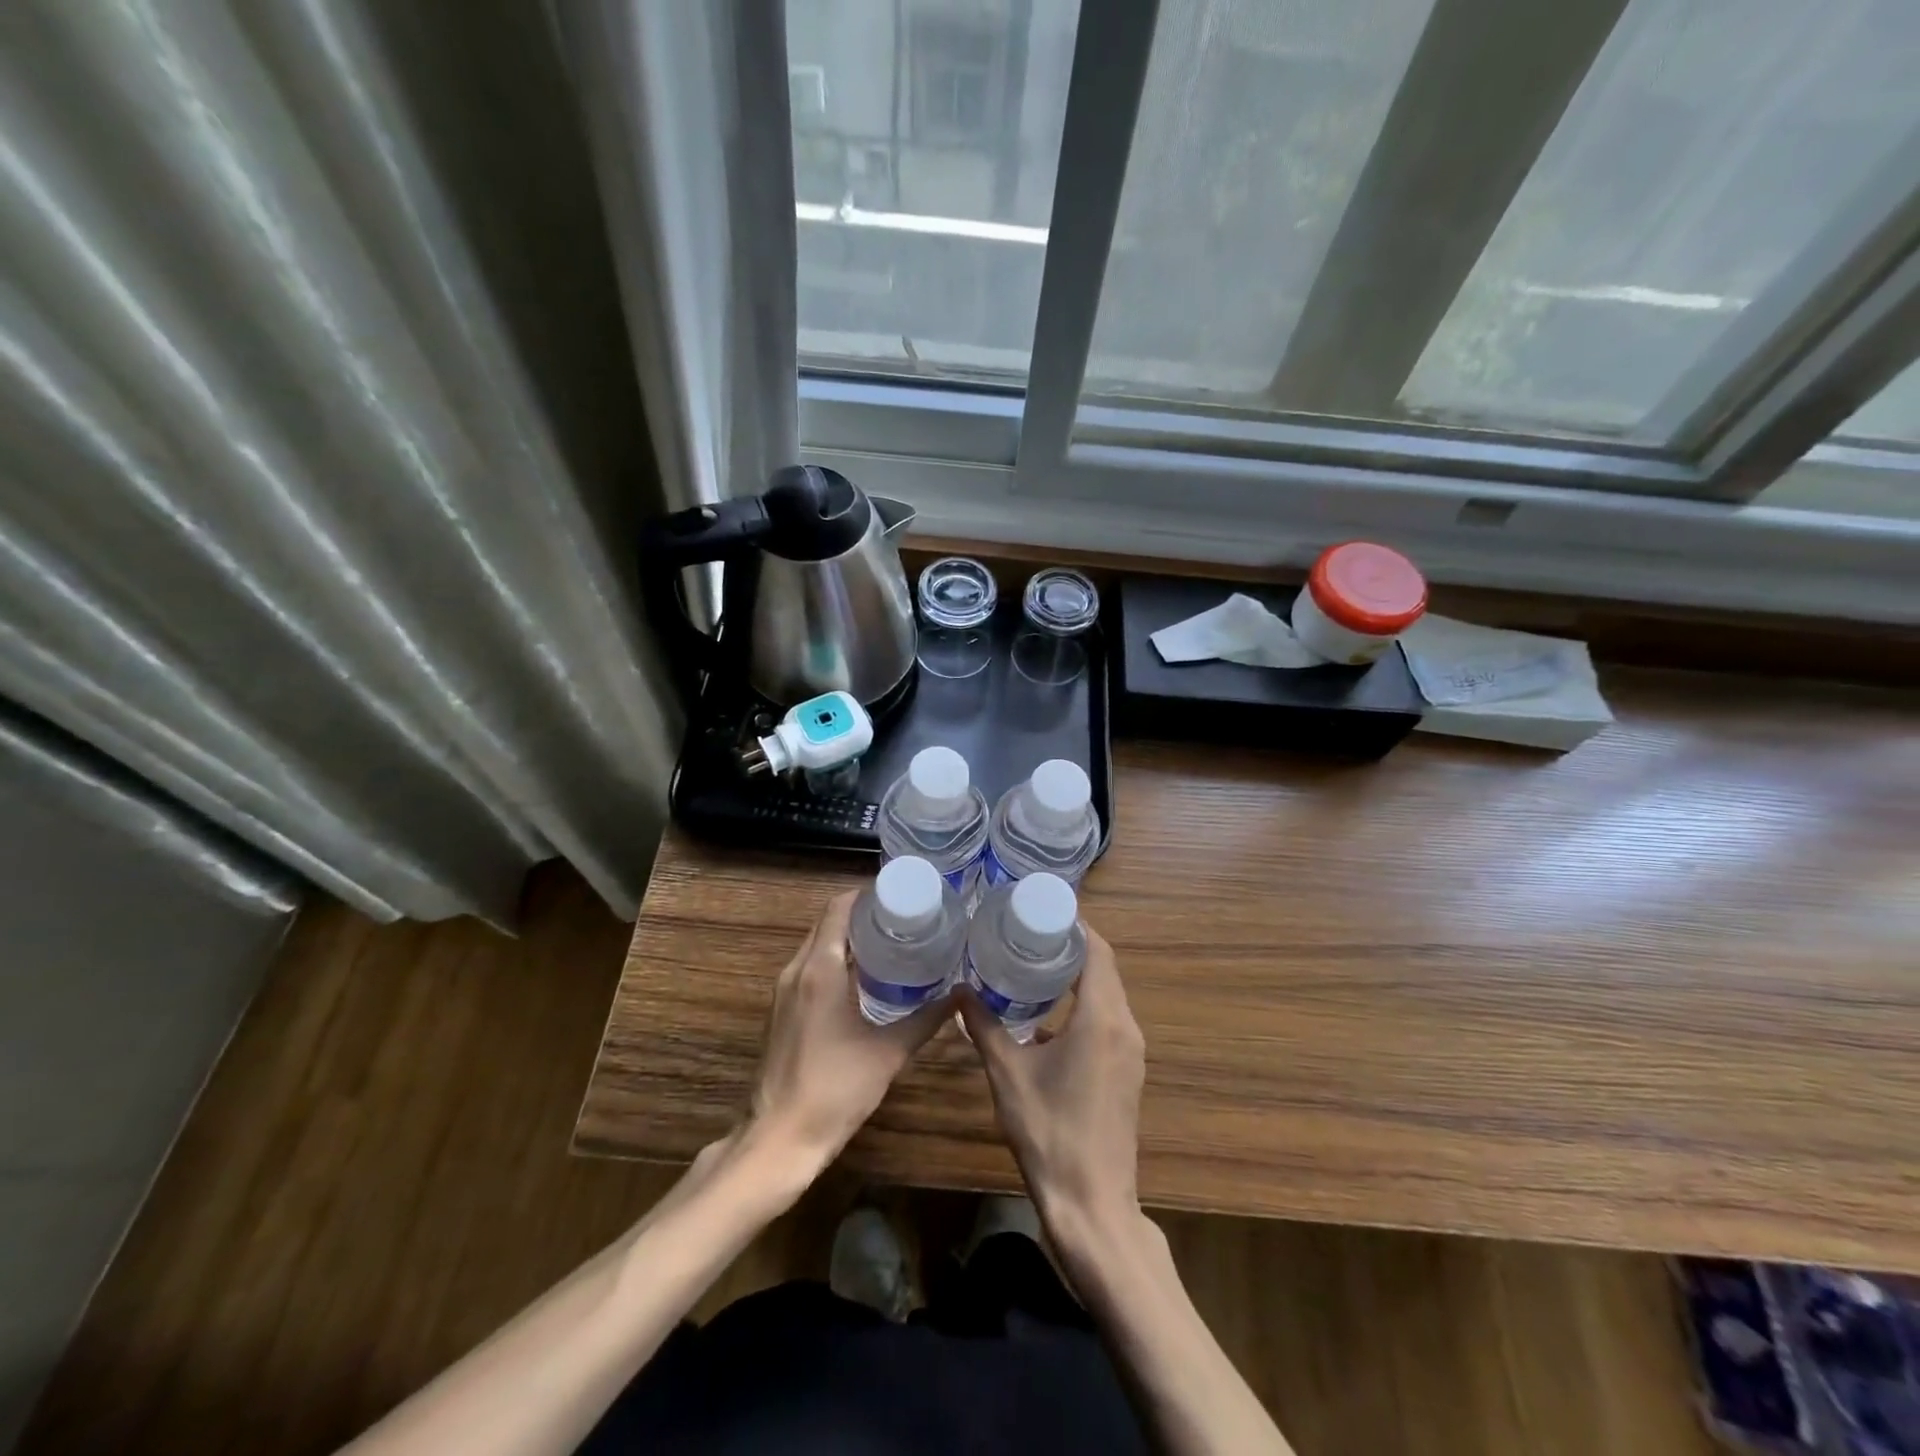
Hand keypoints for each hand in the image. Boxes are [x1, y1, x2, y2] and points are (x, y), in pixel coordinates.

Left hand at [745, 890, 946, 1177]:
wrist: (779, 1139)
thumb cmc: (835, 1090)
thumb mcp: (888, 1053)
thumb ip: (926, 1020)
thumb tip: (962, 996)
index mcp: (820, 969)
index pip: (837, 909)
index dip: (865, 896)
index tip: (898, 896)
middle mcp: (797, 970)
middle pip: (826, 924)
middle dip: (860, 914)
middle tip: (902, 917)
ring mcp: (784, 991)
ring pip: (815, 946)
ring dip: (846, 938)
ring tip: (888, 942)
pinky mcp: (781, 1010)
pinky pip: (808, 968)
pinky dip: (833, 960)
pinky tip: (863, 978)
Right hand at [959, 928, 1145, 1250]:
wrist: (1092, 1206)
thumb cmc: (1049, 1133)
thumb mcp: (1007, 1074)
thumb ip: (984, 1027)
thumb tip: (959, 991)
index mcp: (1102, 1019)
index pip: (1097, 951)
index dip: (1074, 924)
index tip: (1040, 908)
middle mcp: (1125, 1027)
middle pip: (1104, 968)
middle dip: (1070, 945)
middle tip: (1027, 930)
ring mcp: (1130, 1052)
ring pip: (1108, 995)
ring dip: (1077, 975)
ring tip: (1033, 961)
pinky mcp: (1127, 1072)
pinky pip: (1108, 1020)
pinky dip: (1083, 1004)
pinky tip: (1047, 1013)